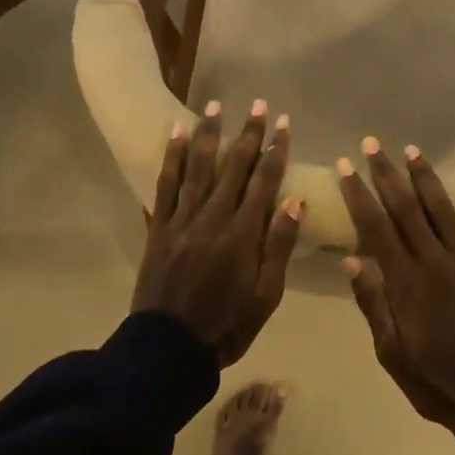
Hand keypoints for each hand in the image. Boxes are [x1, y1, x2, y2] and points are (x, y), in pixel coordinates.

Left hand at [133, 101, 303, 366]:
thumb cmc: (226, 325)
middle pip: (234, 167)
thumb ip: (278, 246)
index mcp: (243, 235)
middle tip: (259, 104)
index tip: (284, 124)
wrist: (167, 350)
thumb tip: (295, 199)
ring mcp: (183, 220)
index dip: (276, 150)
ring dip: (208, 134)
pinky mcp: (159, 227)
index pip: (264, 182)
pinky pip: (165, 185)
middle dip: (248, 133)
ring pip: (198, 167)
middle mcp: (213, 218)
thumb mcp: (266, 295)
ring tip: (215, 105)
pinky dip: (170, 157)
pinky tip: (175, 133)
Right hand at [338, 140, 454, 445]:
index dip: (358, 195)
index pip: (376, 227)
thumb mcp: (390, 352)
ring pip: (443, 209)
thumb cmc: (434, 380)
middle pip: (406, 208)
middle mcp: (434, 260)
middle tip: (372, 144)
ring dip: (426, 177)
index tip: (345, 167)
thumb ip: (373, 303)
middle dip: (386, 174)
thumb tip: (351, 259)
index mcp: (405, 282)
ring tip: (412, 149)